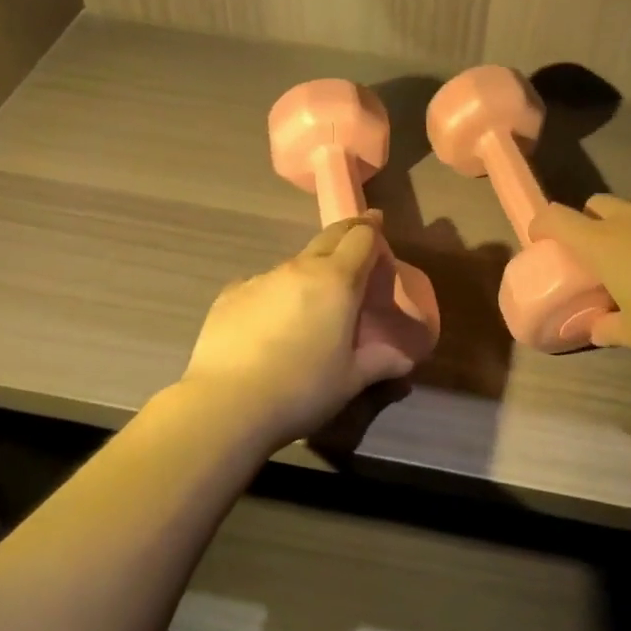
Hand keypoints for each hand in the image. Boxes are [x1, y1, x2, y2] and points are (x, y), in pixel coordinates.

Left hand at [180, 212, 416, 450]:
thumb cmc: (302, 389)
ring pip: (295, 264)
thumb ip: (381, 362)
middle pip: (329, 236)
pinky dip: (275, 295)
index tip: (379, 227)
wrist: (226, 403)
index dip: (373, 231)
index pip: (362, 237)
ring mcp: (261, 278)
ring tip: (311, 304)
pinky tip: (269, 325)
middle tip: (357, 242)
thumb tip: (404, 359)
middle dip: (347, 233)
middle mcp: (300, 268)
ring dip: (310, 272)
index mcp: (337, 281)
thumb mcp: (351, 380)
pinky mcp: (230, 295)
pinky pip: (262, 285)